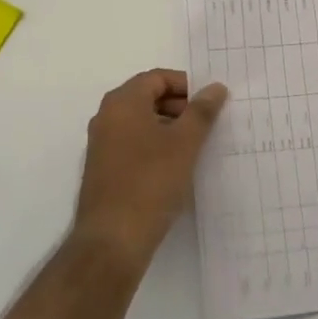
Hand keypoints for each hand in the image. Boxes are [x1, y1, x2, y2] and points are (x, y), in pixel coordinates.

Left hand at [73, 69, 226, 269]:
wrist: (112, 241)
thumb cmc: (150, 182)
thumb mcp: (184, 143)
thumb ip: (201, 111)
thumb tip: (215, 87)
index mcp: (123, 102)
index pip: (157, 78)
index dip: (186, 85)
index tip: (210, 103)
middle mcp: (107, 116)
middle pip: (148, 97)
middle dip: (179, 107)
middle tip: (207, 124)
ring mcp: (102, 144)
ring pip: (141, 123)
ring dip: (169, 128)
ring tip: (196, 147)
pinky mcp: (103, 170)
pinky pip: (133, 144)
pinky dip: (155, 147)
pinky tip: (176, 168)